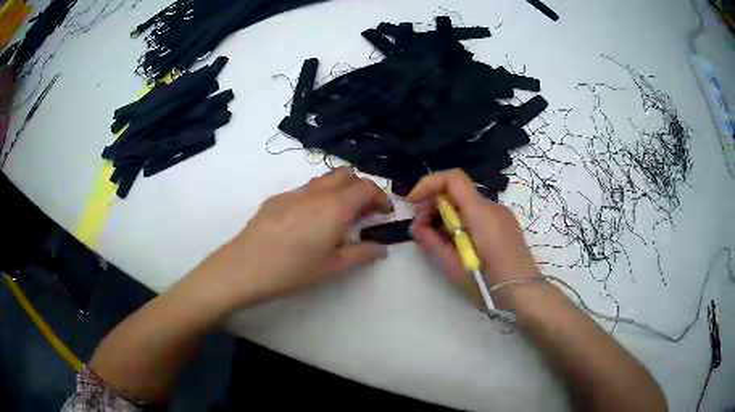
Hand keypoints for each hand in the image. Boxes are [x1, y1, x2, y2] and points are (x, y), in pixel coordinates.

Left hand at [192, 167, 391, 308]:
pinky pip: (303, 191)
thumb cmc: (293, 270)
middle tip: (361, 213)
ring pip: (323, 180)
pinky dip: (316, 198)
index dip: (380, 197)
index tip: (383, 214)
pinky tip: (306, 224)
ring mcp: (293, 193)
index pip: (366, 187)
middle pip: (345, 175)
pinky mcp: (275, 199)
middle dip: (360, 188)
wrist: (244, 268)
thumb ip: (361, 254)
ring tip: (335, 218)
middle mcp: (316, 192)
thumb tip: (381, 249)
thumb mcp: (332, 267)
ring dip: (337, 191)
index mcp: (335, 207)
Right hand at [407, 169, 539, 305]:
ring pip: (467, 203)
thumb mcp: (452, 266)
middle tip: (422, 228)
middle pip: (457, 191)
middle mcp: (493, 207)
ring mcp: (502, 214)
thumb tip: (417, 225)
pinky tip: (459, 243)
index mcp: (480, 213)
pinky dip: (462, 221)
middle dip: (434, 204)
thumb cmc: (487, 283)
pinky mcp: (506, 224)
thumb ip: (431, 240)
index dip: (429, 183)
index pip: (453, 178)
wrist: (524, 294)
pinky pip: (478, 214)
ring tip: (440, 240)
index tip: (413, 202)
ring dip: (447, 215)